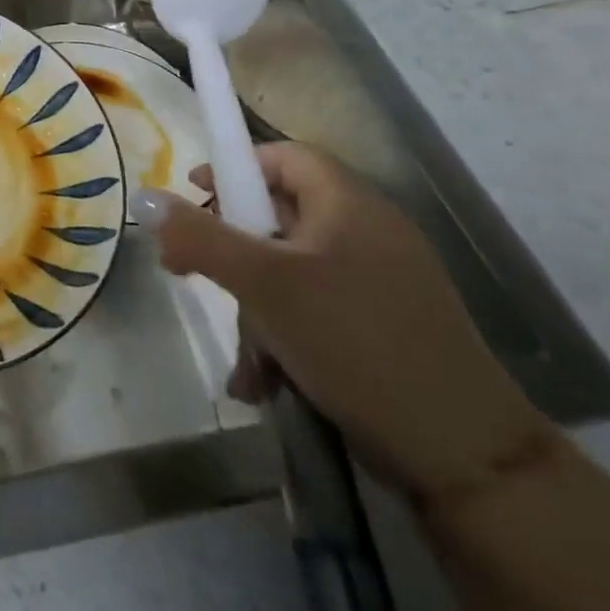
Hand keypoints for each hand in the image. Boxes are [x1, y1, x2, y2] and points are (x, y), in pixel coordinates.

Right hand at [152, 142, 552, 500]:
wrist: (464, 455)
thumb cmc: (355, 341)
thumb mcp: (263, 284)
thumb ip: (198, 237)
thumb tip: (145, 198)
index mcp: (349, 205)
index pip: (282, 156)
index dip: (234, 166)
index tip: (194, 195)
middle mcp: (368, 233)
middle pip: (278, 216)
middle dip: (232, 252)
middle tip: (194, 274)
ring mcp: (379, 283)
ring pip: (289, 272)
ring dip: (253, 308)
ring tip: (246, 358)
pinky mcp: (383, 328)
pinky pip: (313, 311)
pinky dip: (283, 335)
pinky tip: (267, 379)